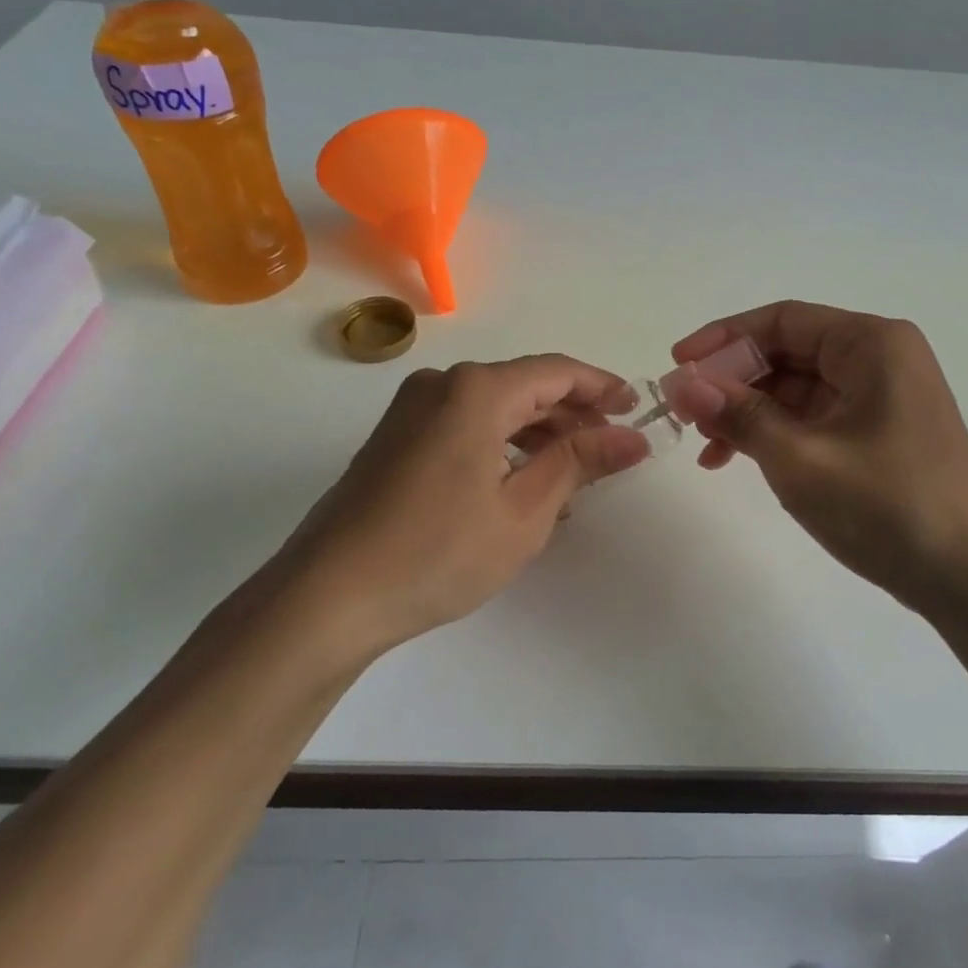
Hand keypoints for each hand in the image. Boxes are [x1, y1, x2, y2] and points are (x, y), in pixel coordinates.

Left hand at [269, 356, 650, 653]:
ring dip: (538, 433)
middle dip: (573, 414)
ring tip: (575, 474)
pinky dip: (502, 445)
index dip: (602, 387)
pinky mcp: (395, 439)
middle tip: (613, 446)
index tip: (637, 409)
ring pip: (493, 408)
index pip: (556, 372)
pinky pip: (464, 426)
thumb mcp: (524, 511)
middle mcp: (442, 385)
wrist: (330, 596)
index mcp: (476, 391)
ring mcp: (411, 411)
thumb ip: (580, 464)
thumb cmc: (439, 553)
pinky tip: (522, 483)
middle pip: (524, 386)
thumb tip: (632, 438)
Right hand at [669, 302, 967, 611]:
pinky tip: (740, 460)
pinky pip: (813, 418)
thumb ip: (738, 415)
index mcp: (871, 344)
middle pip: (787, 352)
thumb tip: (681, 384)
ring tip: (707, 447)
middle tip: (685, 413)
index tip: (677, 366)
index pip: (782, 321)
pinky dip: (775, 434)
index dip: (723, 339)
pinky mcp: (877, 433)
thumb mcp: (800, 458)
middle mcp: (878, 359)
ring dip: (748, 412)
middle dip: (733, 381)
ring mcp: (880, 397)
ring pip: (795, 389)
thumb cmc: (888, 506)